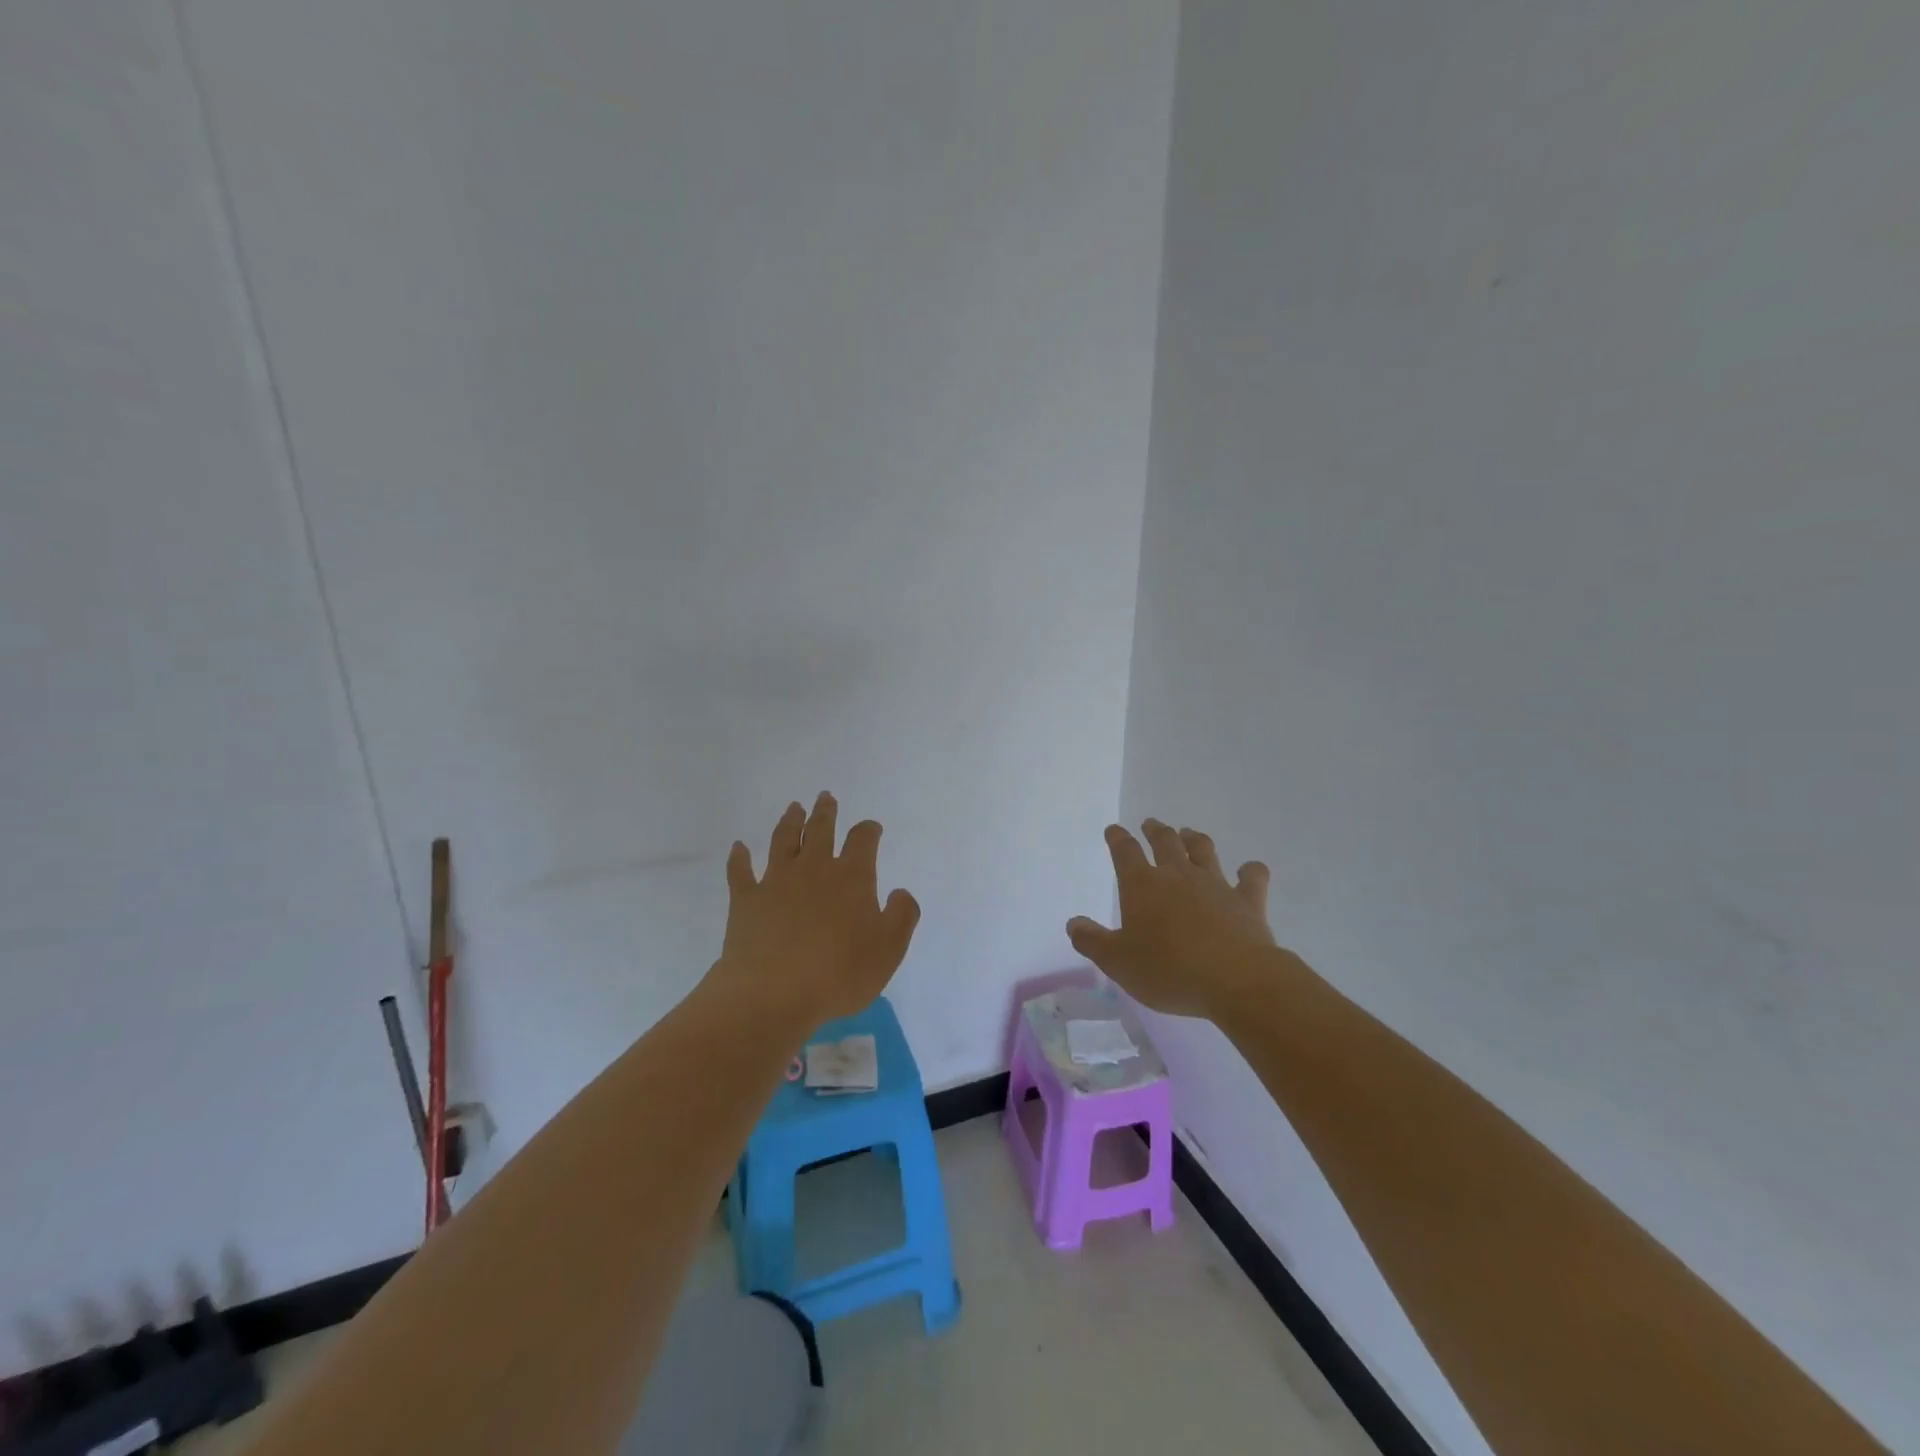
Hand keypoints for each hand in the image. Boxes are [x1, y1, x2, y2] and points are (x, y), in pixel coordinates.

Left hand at [711, 793, 920, 1025]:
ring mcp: (776, 881)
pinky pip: (740, 872)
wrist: (773, 993)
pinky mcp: (746, 900)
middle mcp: (814, 869)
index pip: (862, 840)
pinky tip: (738, 848)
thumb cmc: (839, 973)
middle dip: (825, 812)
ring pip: (783, 840)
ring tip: (793, 808)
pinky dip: (738, 858)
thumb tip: (900, 892)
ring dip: (789, 821)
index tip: (871, 827)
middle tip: (825, 797)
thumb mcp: (889, 949)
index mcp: (851, 877)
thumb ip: (901, 915)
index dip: (868, 830)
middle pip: (820, 830)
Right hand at [1067, 820, 1277, 1020]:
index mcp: (1142, 885)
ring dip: (1194, 839)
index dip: (1118, 838)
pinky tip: (1250, 869)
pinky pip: (1251, 877)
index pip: (1125, 852)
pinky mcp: (1247, 900)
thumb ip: (1093, 941)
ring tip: (1188, 833)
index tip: (1114, 830)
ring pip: (1203, 850)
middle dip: (1155, 831)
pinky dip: (1250, 870)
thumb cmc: (1168, 970)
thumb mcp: (1118, 962)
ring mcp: (1215, 884)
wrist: (1235, 980)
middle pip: (1165, 842)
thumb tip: (1073, 923)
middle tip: (1151, 824)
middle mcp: (1177, 875)